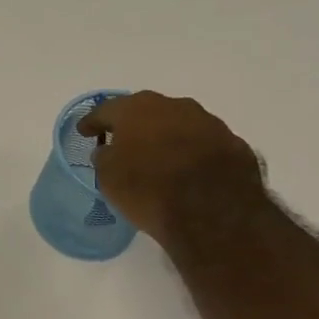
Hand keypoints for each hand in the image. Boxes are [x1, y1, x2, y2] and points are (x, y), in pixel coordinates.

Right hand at [77, 91, 265, 245]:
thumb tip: (110, 150)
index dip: (93, 121)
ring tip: (159, 158)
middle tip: (123, 141)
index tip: (84, 131)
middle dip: (134, 125)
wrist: (213, 213)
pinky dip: (192, 153)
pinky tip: (188, 171)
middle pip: (146, 111)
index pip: (106, 110)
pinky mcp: (234, 144)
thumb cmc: (148, 190)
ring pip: (179, 124)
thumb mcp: (109, 178)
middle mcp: (174, 106)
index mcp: (137, 109)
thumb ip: (106, 157)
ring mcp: (209, 122)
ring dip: (167, 137)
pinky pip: (204, 144)